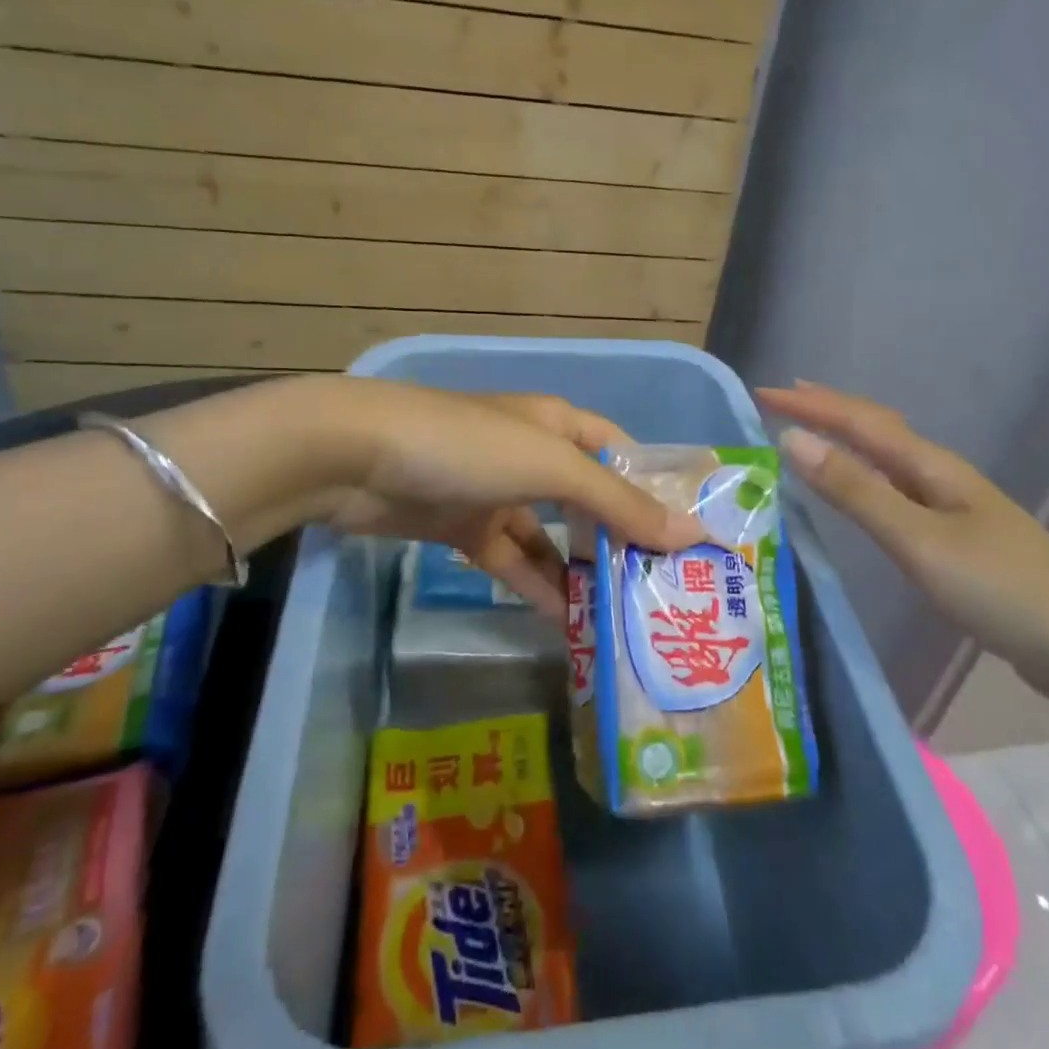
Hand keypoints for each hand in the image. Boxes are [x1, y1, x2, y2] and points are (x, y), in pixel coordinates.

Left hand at [312, 381, 702, 614]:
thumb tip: (691, 532)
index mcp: (557, 425)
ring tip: (623, 618)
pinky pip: (513, 561)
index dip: (652, 488)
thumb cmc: (469, 447)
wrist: (358, 458)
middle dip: (621, 539)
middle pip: (588, 500)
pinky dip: (537, 587)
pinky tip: (566, 622)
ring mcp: (496, 493)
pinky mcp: (464, 529)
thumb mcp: (551, 467)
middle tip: (663, 589)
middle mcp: (531, 455)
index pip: (620, 454)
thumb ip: (618, 503)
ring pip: (551, 537)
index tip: (688, 535)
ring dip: (581, 573)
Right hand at [759, 381, 1048, 716]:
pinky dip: (863, 482)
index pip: (859, 421)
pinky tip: (859, 499)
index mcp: (930, 468)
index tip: (762, 393)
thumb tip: (793, 440)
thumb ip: (857, 492)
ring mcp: (953, 511)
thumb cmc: (1005, 590)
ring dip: (845, 442)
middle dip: (827, 411)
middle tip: (781, 401)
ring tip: (808, 438)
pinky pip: (896, 495)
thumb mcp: (920, 540)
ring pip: (886, 462)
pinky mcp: (958, 545)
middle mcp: (939, 479)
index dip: (811, 404)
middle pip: (876, 431)